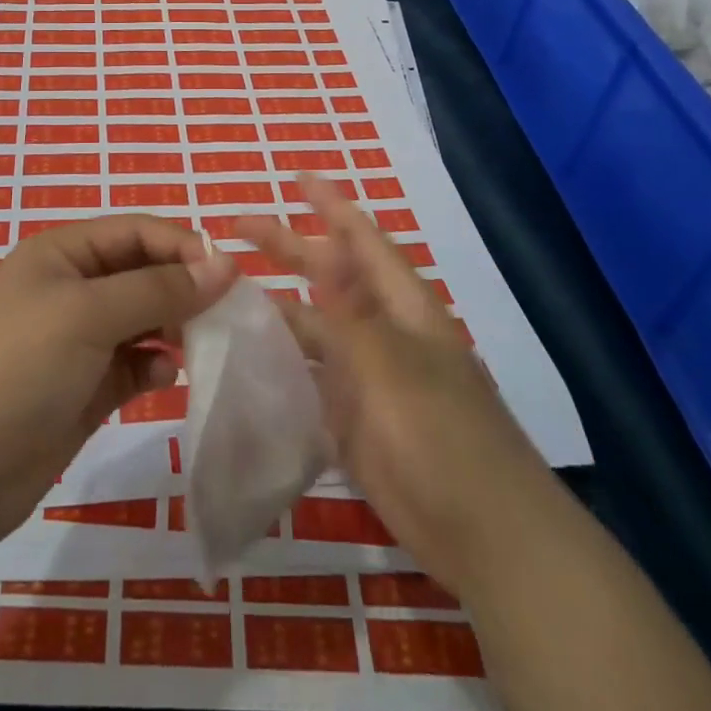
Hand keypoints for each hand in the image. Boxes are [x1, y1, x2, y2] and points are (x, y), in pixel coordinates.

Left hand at [0, 214, 236, 545]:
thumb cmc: (17, 368)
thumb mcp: (88, 314)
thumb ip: (159, 288)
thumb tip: (225, 263)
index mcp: (62, 253)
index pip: (136, 231)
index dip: (183, 246)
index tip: (230, 276)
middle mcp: (70, 288)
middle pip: (143, 274)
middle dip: (184, 289)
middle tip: (228, 315)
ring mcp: (76, 341)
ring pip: (143, 320)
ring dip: (174, 329)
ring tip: (204, 346)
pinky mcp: (84, 388)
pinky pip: (133, 365)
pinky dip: (154, 367)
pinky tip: (163, 379)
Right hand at [235, 174, 539, 593]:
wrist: (482, 532)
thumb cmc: (441, 436)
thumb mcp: (392, 366)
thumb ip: (353, 314)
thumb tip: (329, 256)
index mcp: (403, 308)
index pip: (363, 240)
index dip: (332, 205)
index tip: (297, 178)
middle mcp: (384, 333)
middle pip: (331, 277)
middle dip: (289, 248)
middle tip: (236, 227)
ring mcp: (368, 377)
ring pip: (316, 328)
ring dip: (278, 307)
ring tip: (228, 289)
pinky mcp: (354, 418)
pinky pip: (311, 377)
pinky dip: (283, 361)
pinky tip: (248, 355)